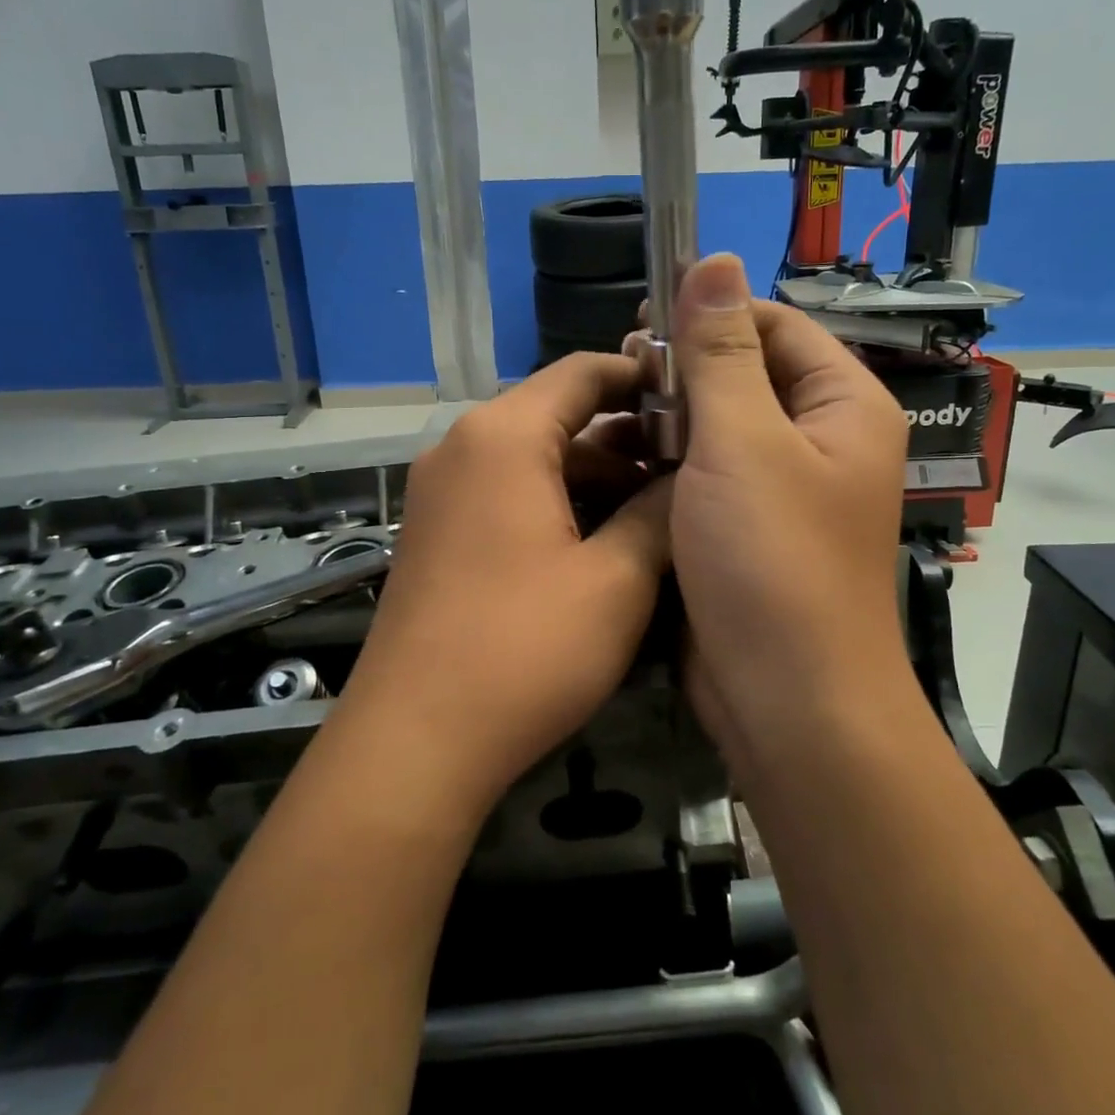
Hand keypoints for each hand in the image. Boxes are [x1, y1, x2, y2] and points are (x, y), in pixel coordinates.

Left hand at [341, 355, 672, 809]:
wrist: (414, 742)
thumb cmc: (524, 650)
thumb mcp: (616, 580)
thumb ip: (659, 512)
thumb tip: (691, 478)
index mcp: (503, 436)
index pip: (584, 372)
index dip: (645, 379)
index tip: (699, 403)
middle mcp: (463, 448)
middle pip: (559, 417)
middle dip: (628, 443)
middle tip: (691, 475)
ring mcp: (442, 493)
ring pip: (536, 462)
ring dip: (596, 482)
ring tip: (659, 518)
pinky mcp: (437, 534)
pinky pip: (509, 497)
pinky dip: (558, 508)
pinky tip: (604, 549)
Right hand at [665, 254, 909, 776]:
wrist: (787, 703)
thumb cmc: (772, 562)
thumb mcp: (741, 443)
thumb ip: (721, 351)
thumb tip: (715, 258)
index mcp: (842, 406)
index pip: (775, 325)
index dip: (711, 314)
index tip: (642, 322)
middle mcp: (820, 441)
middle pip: (745, 376)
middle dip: (683, 373)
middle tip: (621, 377)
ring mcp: (782, 490)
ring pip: (718, 429)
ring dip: (668, 421)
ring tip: (610, 424)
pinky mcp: (747, 531)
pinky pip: (706, 477)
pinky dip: (667, 467)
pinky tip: (620, 467)